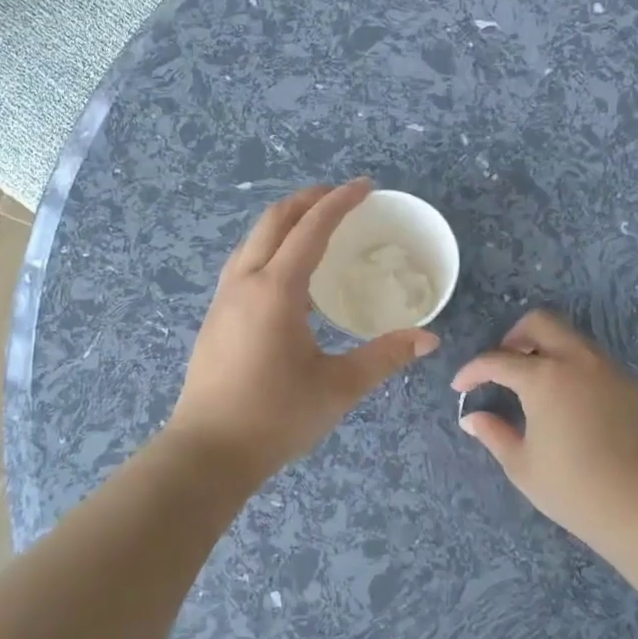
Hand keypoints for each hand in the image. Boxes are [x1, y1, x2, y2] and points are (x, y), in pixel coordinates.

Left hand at [167, 179, 440, 482]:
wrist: (208, 452)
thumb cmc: (276, 417)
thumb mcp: (338, 387)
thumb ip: (385, 356)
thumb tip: (429, 339)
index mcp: (276, 291)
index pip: (311, 228)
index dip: (340, 201)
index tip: (366, 186)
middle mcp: (245, 282)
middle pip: (274, 220)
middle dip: (309, 199)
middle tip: (342, 197)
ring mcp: (224, 298)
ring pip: (253, 239)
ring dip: (285, 221)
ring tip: (316, 226)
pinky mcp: (215, 316)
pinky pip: (244, 261)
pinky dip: (270, 246)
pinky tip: (287, 273)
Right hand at [451, 311, 637, 550]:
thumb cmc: (572, 487)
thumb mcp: (521, 465)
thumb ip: (494, 433)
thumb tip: (472, 418)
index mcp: (543, 377)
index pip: (498, 360)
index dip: (473, 371)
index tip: (460, 386)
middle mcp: (577, 361)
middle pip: (540, 322)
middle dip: (514, 337)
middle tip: (504, 366)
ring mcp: (610, 371)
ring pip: (573, 339)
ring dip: (548, 350)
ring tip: (536, 385)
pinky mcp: (632, 388)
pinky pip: (597, 364)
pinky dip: (575, 371)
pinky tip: (572, 405)